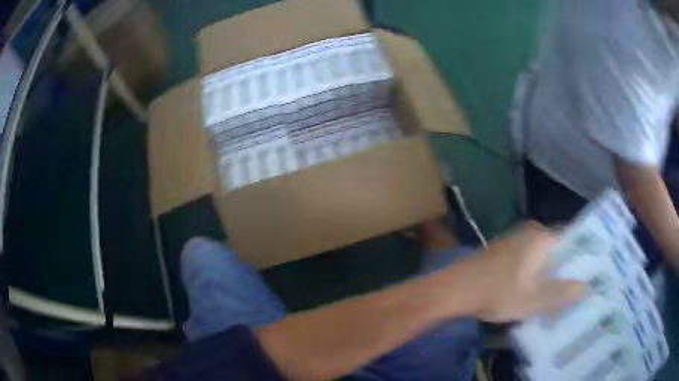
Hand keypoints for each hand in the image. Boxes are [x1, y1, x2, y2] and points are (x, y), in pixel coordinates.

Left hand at [452, 222, 584, 321]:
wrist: (454, 289)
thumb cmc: (497, 293)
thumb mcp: (533, 299)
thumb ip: (561, 293)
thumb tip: (585, 286)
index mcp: (542, 237)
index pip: (573, 242)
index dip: (583, 259)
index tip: (591, 275)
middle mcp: (531, 233)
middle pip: (559, 250)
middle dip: (567, 269)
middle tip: (579, 289)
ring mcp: (516, 241)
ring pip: (544, 257)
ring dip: (551, 274)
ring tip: (562, 294)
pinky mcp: (505, 252)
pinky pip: (530, 261)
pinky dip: (537, 274)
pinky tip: (538, 291)